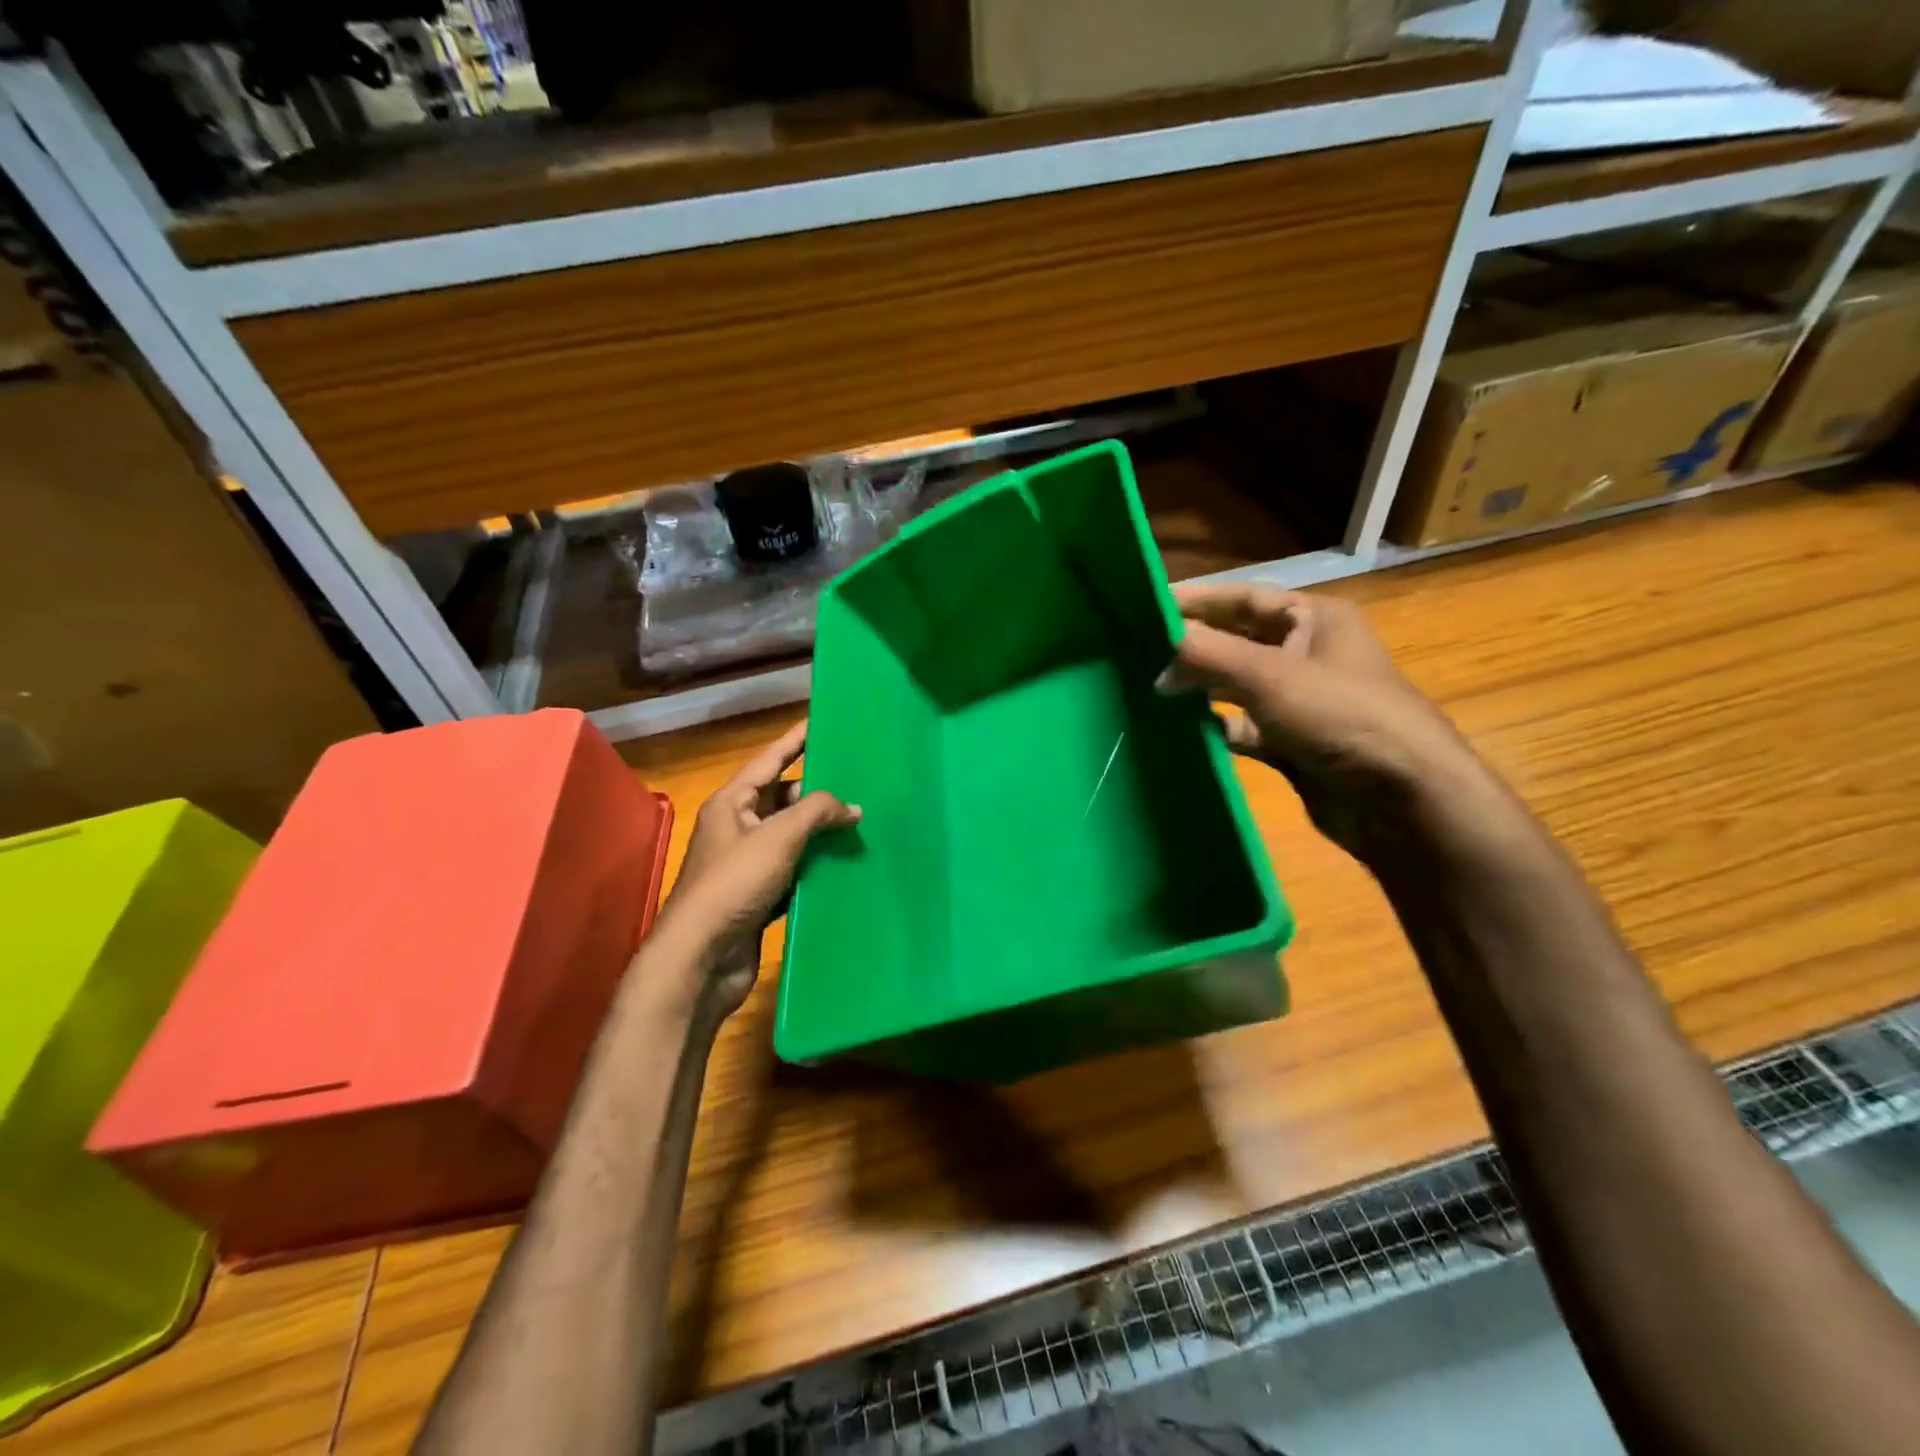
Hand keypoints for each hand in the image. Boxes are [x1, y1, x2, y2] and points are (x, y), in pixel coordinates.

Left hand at [652, 720, 860, 1006]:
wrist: (701, 958)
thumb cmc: (733, 885)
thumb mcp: (777, 837)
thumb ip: (816, 812)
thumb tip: (853, 807)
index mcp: (732, 803)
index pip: (770, 760)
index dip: (796, 740)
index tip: (823, 722)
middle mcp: (737, 828)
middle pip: (783, 798)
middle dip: (818, 791)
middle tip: (860, 780)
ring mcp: (748, 864)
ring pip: (792, 836)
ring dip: (821, 831)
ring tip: (862, 820)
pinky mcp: (760, 896)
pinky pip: (795, 870)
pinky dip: (817, 865)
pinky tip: (846, 863)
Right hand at [1159, 585, 1494, 858]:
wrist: (1402, 798)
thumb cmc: (1340, 716)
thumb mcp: (1269, 676)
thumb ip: (1208, 656)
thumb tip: (1159, 657)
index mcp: (1314, 620)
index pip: (1245, 598)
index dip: (1199, 599)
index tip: (1149, 605)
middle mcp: (1308, 654)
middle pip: (1238, 641)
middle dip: (1194, 646)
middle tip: (1139, 651)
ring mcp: (1301, 702)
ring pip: (1238, 686)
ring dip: (1201, 688)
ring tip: (1151, 690)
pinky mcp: (1294, 743)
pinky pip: (1245, 728)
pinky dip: (1218, 727)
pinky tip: (1184, 731)